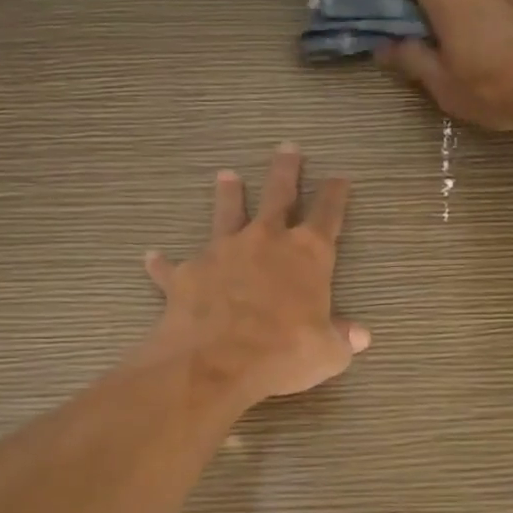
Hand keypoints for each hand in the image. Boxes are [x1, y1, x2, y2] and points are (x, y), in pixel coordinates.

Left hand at [142, 144, 370, 406]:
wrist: (217, 363)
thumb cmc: (284, 354)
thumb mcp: (327, 353)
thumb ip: (341, 338)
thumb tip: (359, 336)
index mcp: (307, 255)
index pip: (327, 215)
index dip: (335, 195)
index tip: (339, 178)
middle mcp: (264, 241)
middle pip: (277, 195)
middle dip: (285, 171)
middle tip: (287, 149)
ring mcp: (222, 253)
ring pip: (226, 213)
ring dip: (228, 195)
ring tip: (226, 176)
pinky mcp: (186, 273)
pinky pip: (172, 266)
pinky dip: (163, 263)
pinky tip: (153, 257)